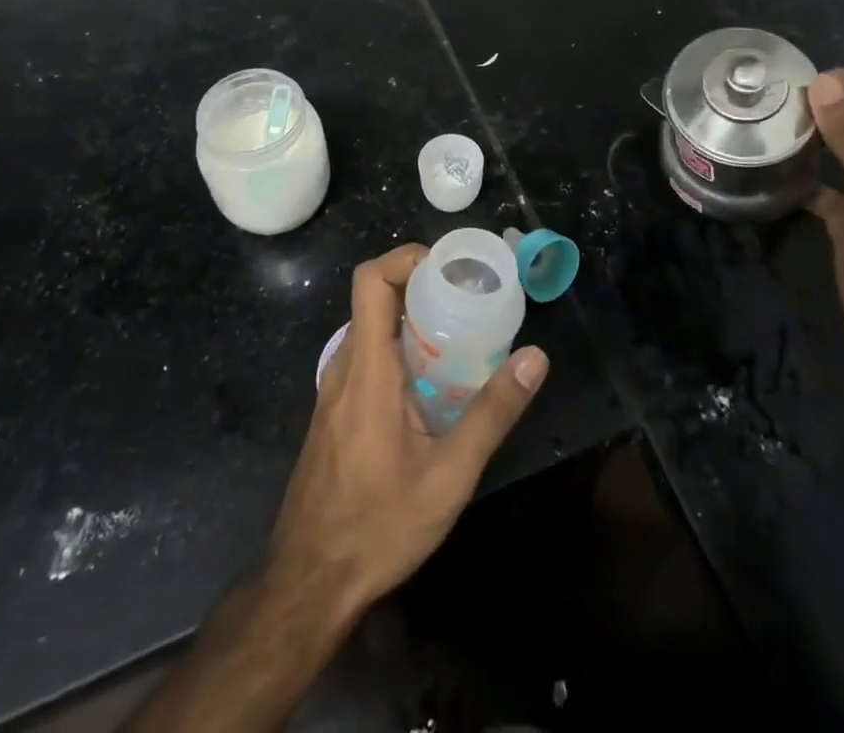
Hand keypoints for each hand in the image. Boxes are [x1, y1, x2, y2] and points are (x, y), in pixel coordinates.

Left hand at [267, 244, 548, 616]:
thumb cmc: (377, 528)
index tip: (451, 270)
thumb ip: (492, 414)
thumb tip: (535, 358)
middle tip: (471, 300)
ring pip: (372, 327)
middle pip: (376, 298)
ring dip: (413, 319)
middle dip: (423, 286)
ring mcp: (334, 389)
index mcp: (367, 369)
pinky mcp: (335, 410)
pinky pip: (367, 355)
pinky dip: (400, 347)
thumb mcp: (448, 476)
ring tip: (462, 334)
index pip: (371, 281)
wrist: (308, 584)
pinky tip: (434, 382)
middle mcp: (344, 366)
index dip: (407, 258)